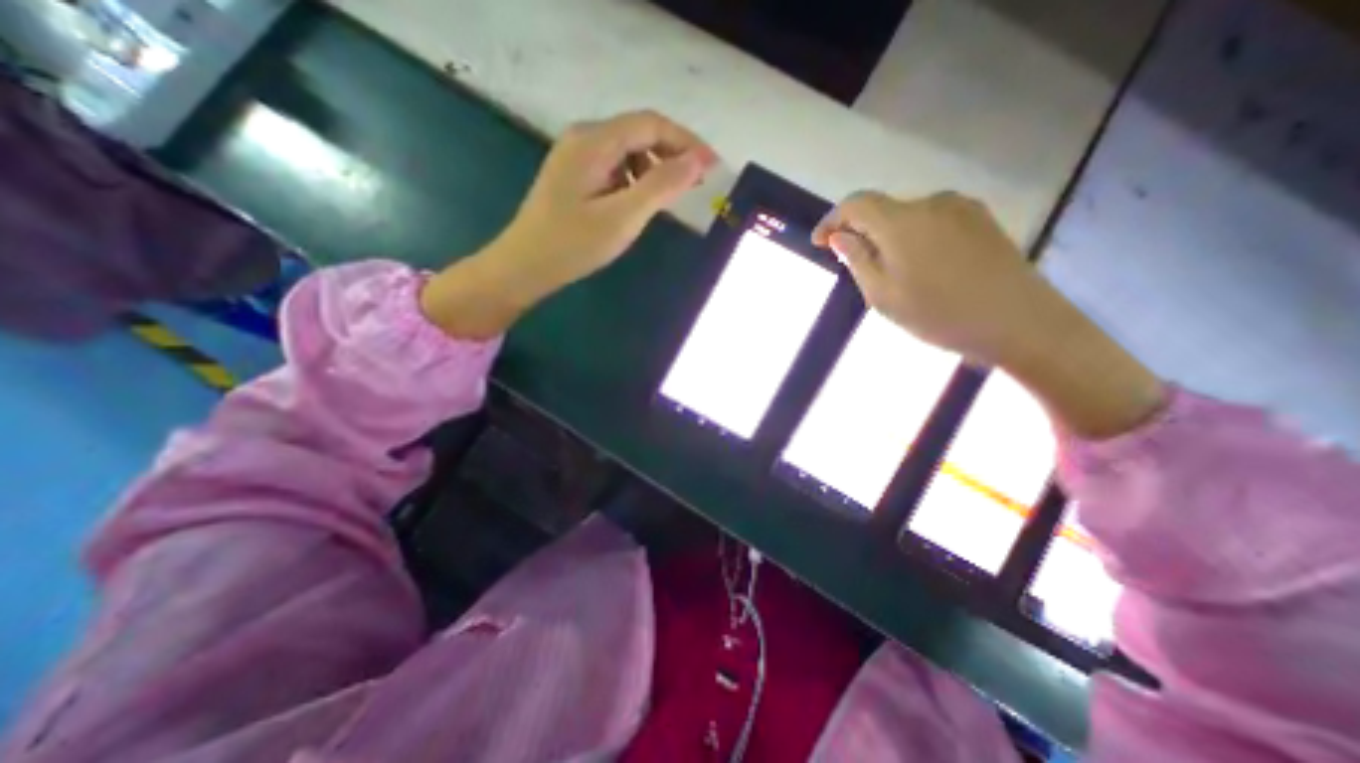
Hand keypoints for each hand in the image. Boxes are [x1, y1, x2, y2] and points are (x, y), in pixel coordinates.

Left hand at [421, 111, 715, 339]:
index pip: (651, 124)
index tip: (713, 168)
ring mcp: (576, 156)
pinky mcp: (575, 175)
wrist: (525, 266)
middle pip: (639, 133)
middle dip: (672, 155)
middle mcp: (584, 138)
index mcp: (594, 141)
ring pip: (628, 151)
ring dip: (654, 169)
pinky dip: (635, 181)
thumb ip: (662, 186)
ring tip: (667, 200)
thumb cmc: (573, 244)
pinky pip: (615, 167)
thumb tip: (698, 161)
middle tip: (696, 186)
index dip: (687, 143)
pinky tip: (637, 204)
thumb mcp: (623, 217)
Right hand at [805, 191, 1049, 364]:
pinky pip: (933, 221)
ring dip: (888, 236)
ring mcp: (961, 208)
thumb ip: (857, 260)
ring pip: (908, 216)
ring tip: (890, 271)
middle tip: (853, 264)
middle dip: (860, 231)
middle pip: (882, 208)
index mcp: (901, 221)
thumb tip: (839, 237)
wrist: (1019, 322)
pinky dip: (914, 237)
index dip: (832, 220)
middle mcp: (930, 203)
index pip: (855, 204)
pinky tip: (922, 266)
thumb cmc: (940, 314)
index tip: (819, 243)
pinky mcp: (981, 219)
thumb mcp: (883, 295)